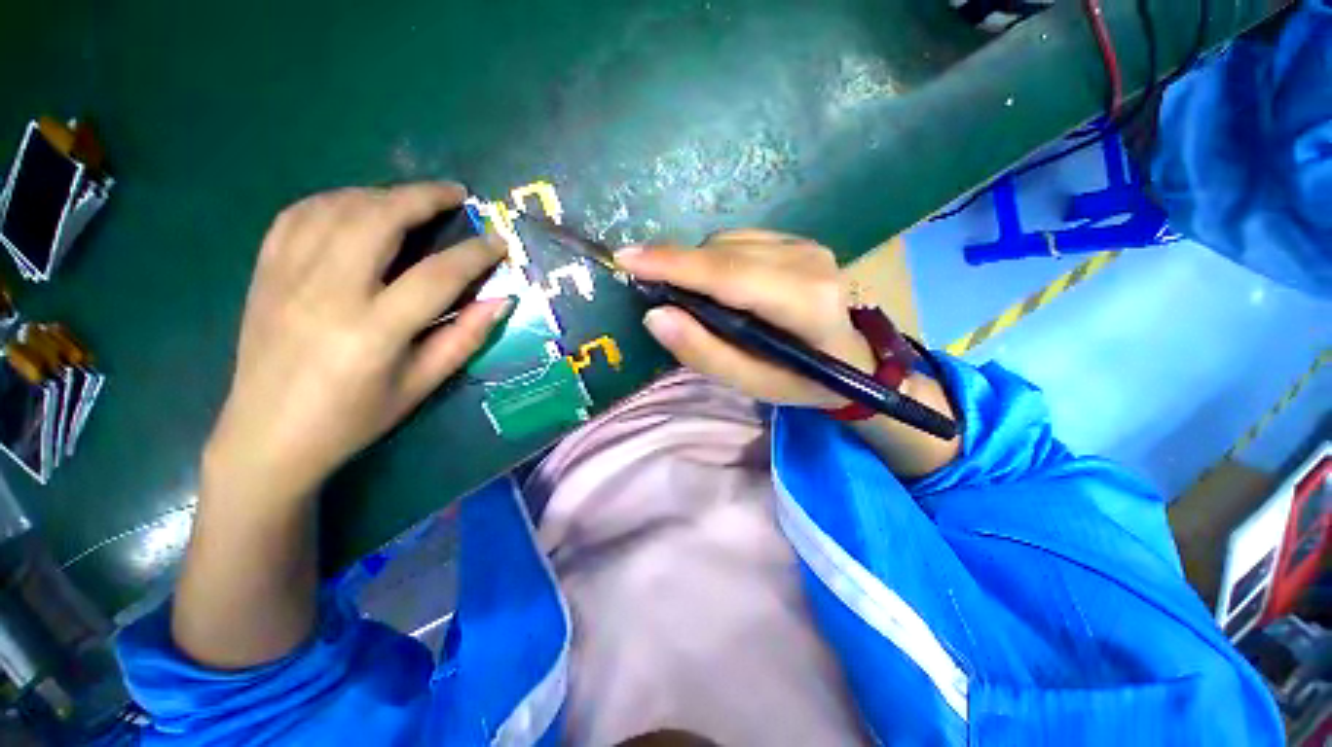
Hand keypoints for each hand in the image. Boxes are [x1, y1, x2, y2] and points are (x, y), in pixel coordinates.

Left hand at [204, 183, 508, 499]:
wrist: (267, 436)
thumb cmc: (354, 418)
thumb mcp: (421, 385)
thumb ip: (465, 339)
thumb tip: (500, 301)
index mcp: (373, 330)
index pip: (437, 276)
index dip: (474, 254)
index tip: (498, 242)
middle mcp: (327, 292)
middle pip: (378, 219)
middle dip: (423, 197)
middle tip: (456, 195)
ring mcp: (287, 277)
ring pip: (336, 208)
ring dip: (381, 193)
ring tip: (411, 200)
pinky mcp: (264, 273)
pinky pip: (297, 215)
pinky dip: (333, 200)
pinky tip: (356, 206)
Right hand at [614, 229, 874, 407]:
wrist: (855, 358)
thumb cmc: (803, 381)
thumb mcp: (752, 383)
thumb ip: (704, 352)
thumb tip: (656, 314)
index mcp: (804, 303)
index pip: (728, 275)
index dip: (674, 265)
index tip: (626, 258)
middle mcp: (809, 261)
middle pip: (723, 253)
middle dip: (678, 266)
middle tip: (651, 289)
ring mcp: (807, 244)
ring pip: (727, 243)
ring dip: (698, 267)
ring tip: (697, 300)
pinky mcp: (800, 240)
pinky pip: (740, 241)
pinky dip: (717, 261)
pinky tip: (723, 288)